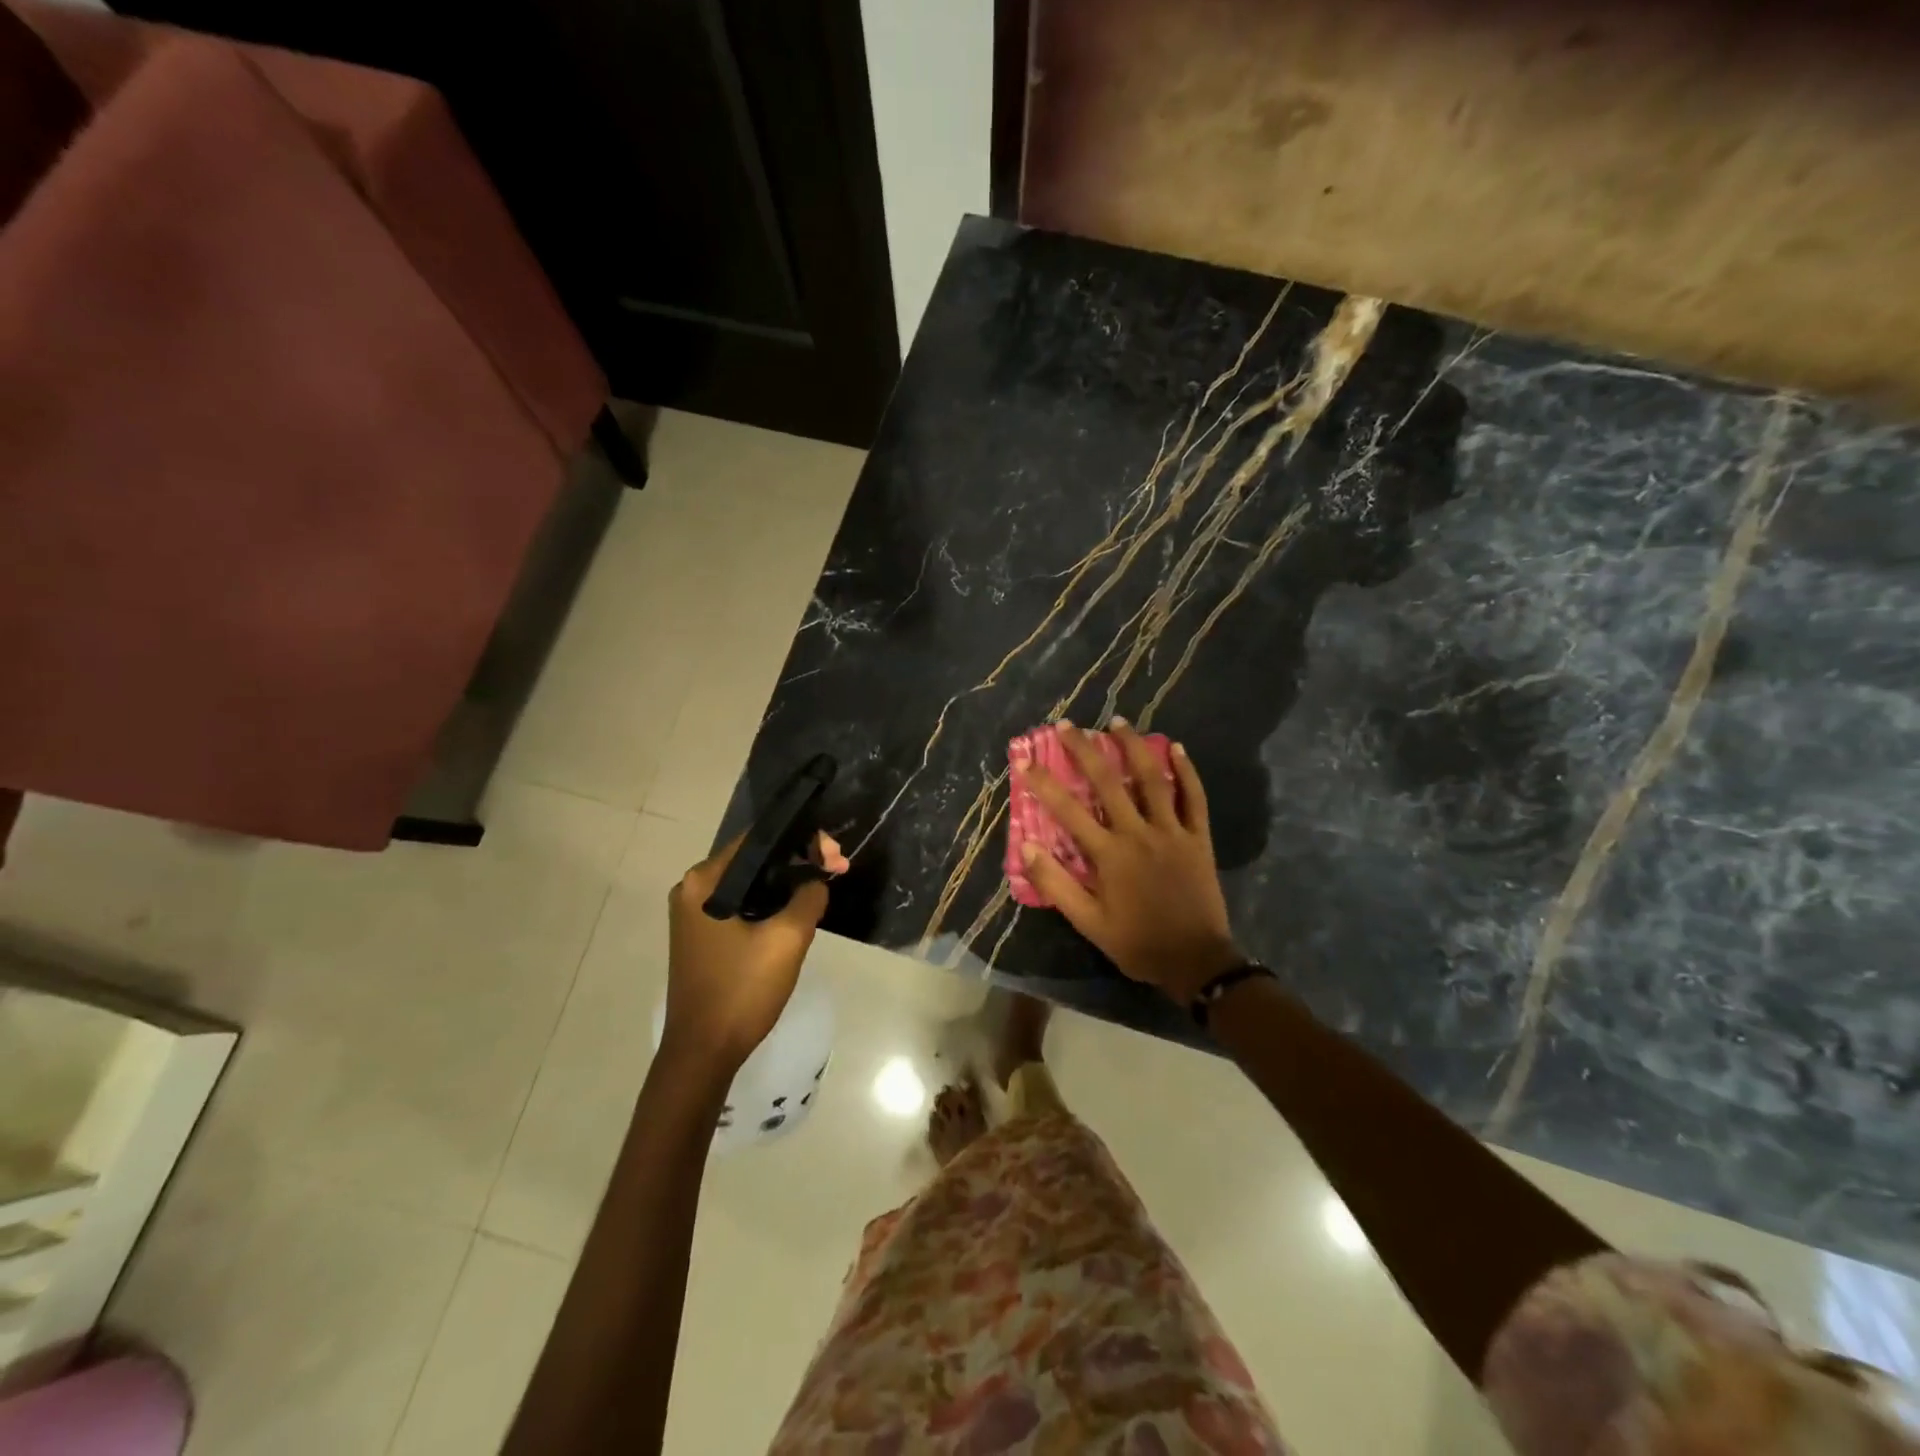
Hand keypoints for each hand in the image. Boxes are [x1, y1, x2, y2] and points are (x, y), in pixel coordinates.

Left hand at [662, 832, 844, 1074]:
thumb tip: (816, 881)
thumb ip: (808, 897)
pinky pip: (742, 904)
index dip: (801, 840)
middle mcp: (692, 889)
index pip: (757, 839)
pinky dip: (770, 902)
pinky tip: (798, 909)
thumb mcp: (787, 939)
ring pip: (751, 883)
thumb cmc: (741, 991)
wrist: (704, 1053)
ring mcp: (694, 914)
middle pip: (754, 859)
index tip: (834, 855)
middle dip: (798, 860)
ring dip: (787, 882)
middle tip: (837, 869)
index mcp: (703, 882)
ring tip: (825, 885)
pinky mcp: (703, 935)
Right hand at [1019, 719, 1241, 1003]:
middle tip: (1068, 725)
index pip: (1067, 810)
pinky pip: (1194, 798)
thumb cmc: (1137, 942)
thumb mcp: (1088, 922)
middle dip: (1085, 750)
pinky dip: (1186, 771)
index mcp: (1109, 854)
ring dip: (1133, 747)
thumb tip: (1027, 846)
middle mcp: (1138, 833)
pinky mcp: (1198, 837)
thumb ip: (1056, 883)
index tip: (1024, 758)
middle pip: (1107, 782)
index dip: (1043, 782)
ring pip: (1152, 779)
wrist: (1196, 961)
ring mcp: (1172, 831)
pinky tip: (1176, 748)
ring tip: (1118, 722)